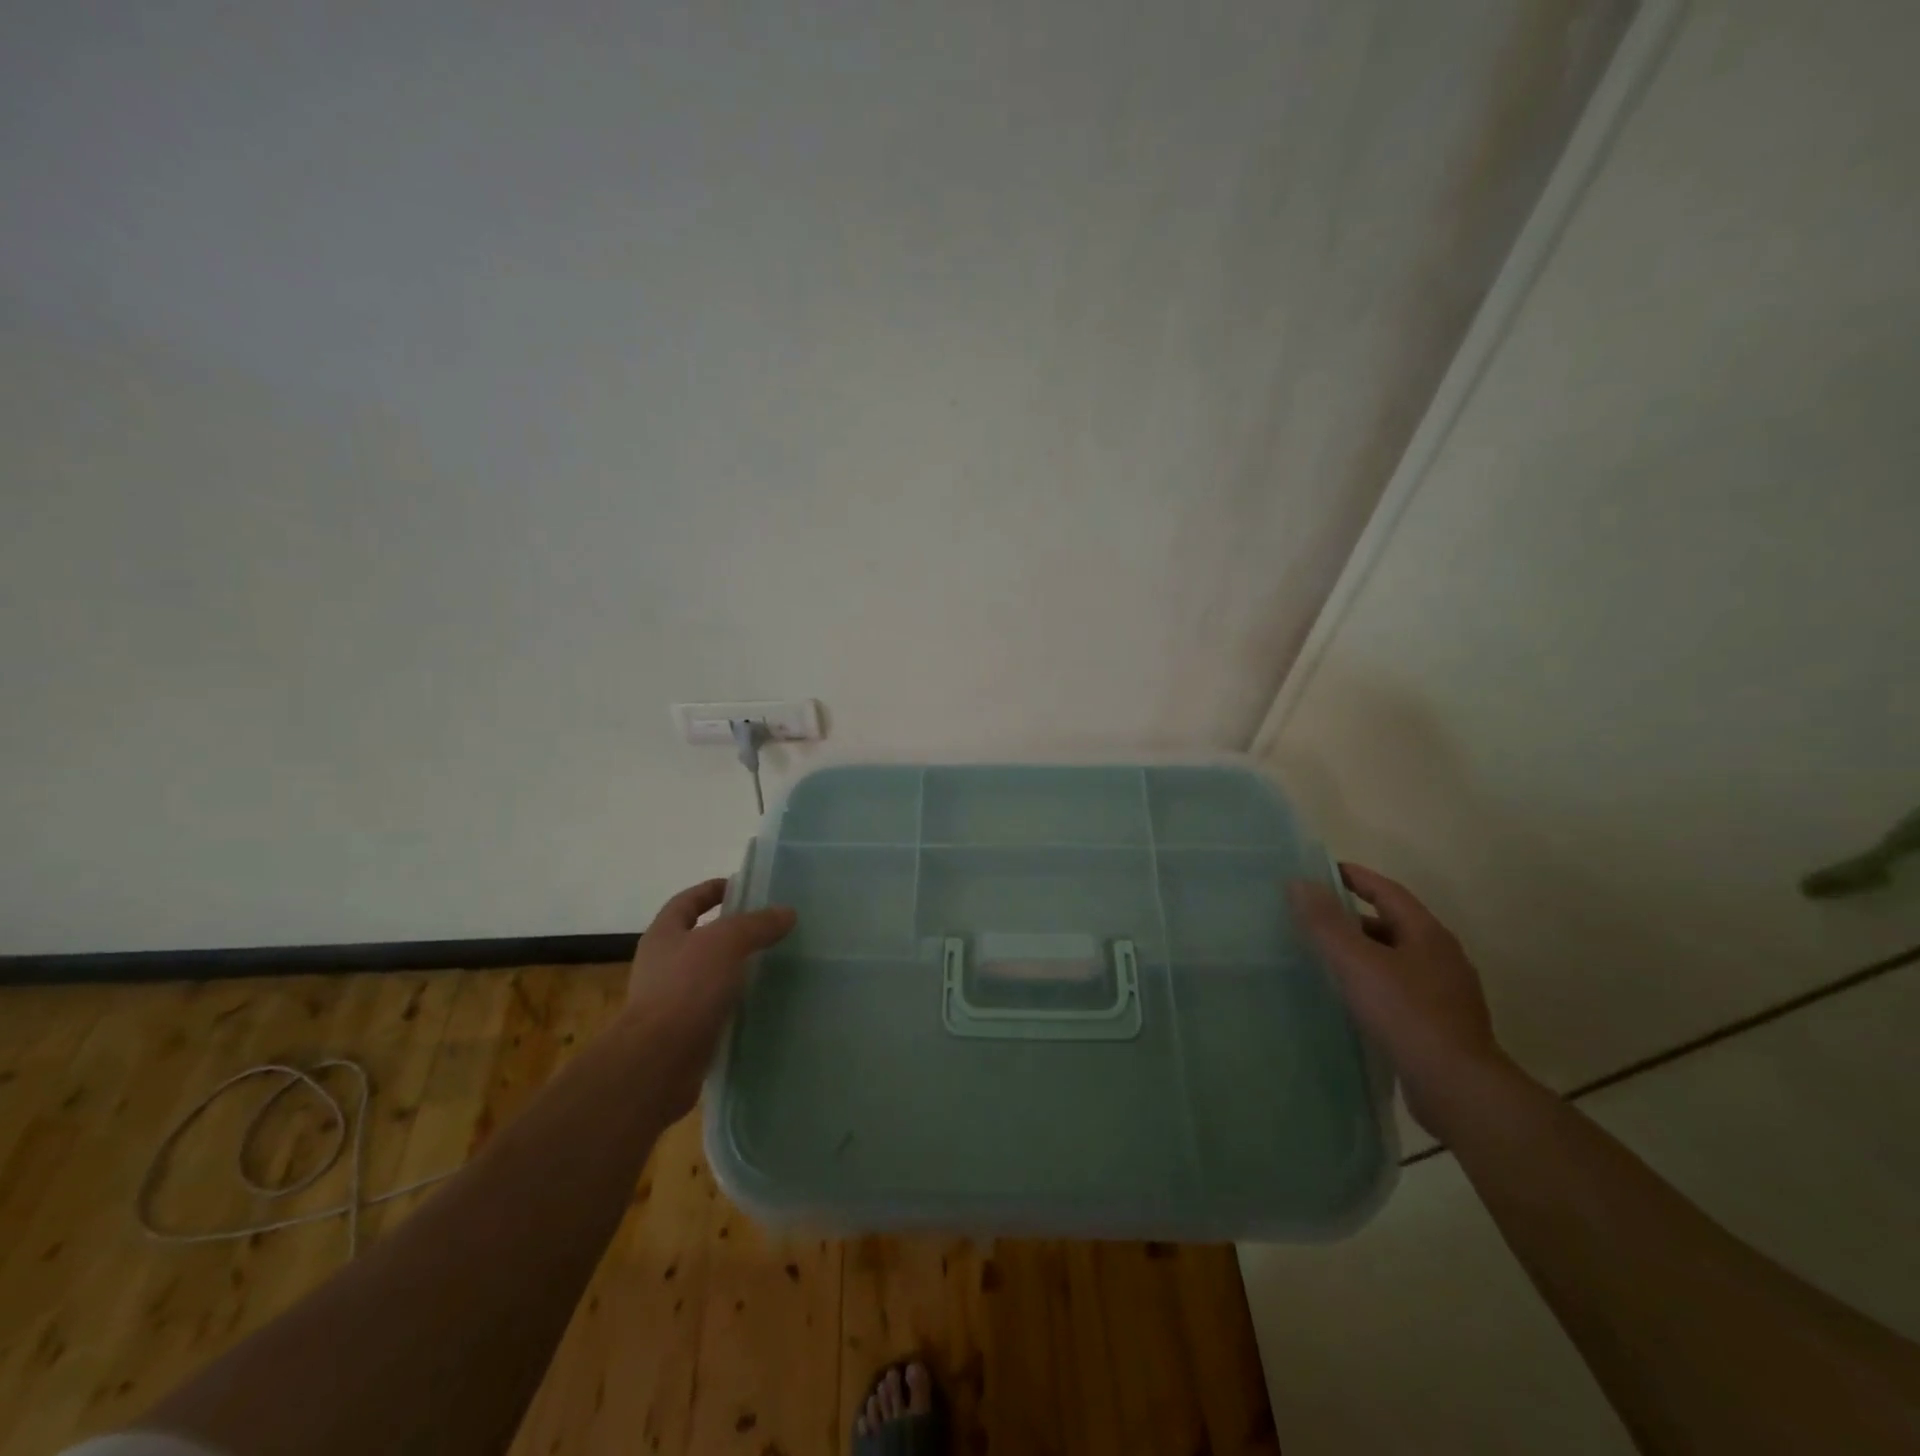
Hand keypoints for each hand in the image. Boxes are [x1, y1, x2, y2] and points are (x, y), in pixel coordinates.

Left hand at [621, 878, 796, 1120]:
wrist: (658, 1062)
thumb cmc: (686, 988)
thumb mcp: (726, 943)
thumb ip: (757, 924)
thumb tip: (787, 912)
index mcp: (664, 935)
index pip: (687, 901)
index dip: (712, 890)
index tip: (743, 887)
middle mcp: (663, 964)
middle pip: (699, 937)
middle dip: (731, 931)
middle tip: (769, 926)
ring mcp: (672, 1000)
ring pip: (710, 974)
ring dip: (737, 968)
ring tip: (774, 963)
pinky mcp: (686, 1032)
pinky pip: (716, 1007)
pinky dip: (737, 1002)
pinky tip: (763, 1002)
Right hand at [1290, 863, 1508, 1133]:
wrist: (1458, 1088)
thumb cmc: (1406, 1014)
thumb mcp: (1357, 962)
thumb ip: (1326, 922)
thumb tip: (1298, 881)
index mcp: (1427, 934)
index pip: (1387, 891)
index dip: (1355, 877)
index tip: (1321, 871)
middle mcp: (1442, 956)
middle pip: (1393, 923)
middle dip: (1354, 916)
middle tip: (1314, 916)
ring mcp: (1446, 992)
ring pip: (1397, 958)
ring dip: (1364, 951)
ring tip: (1326, 957)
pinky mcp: (1441, 1024)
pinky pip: (1400, 988)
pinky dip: (1373, 981)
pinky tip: (1352, 997)